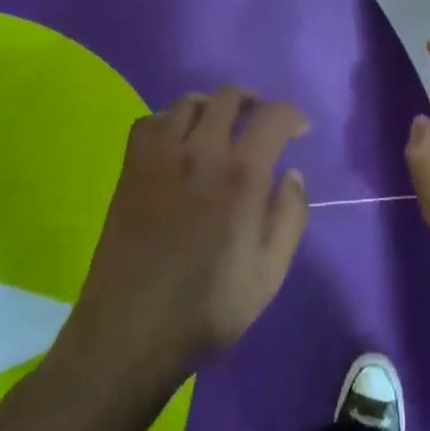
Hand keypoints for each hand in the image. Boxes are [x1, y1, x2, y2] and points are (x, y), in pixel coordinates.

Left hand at [68, 88, 310, 376]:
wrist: (130, 334)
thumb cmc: (208, 309)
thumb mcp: (270, 273)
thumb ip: (290, 217)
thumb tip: (293, 174)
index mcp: (242, 174)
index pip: (273, 116)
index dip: (292, 116)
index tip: (299, 130)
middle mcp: (202, 151)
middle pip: (229, 96)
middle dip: (253, 102)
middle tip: (260, 124)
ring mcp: (161, 156)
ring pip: (189, 101)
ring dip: (212, 107)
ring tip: (220, 128)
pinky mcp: (131, 168)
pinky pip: (151, 121)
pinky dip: (169, 120)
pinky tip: (177, 143)